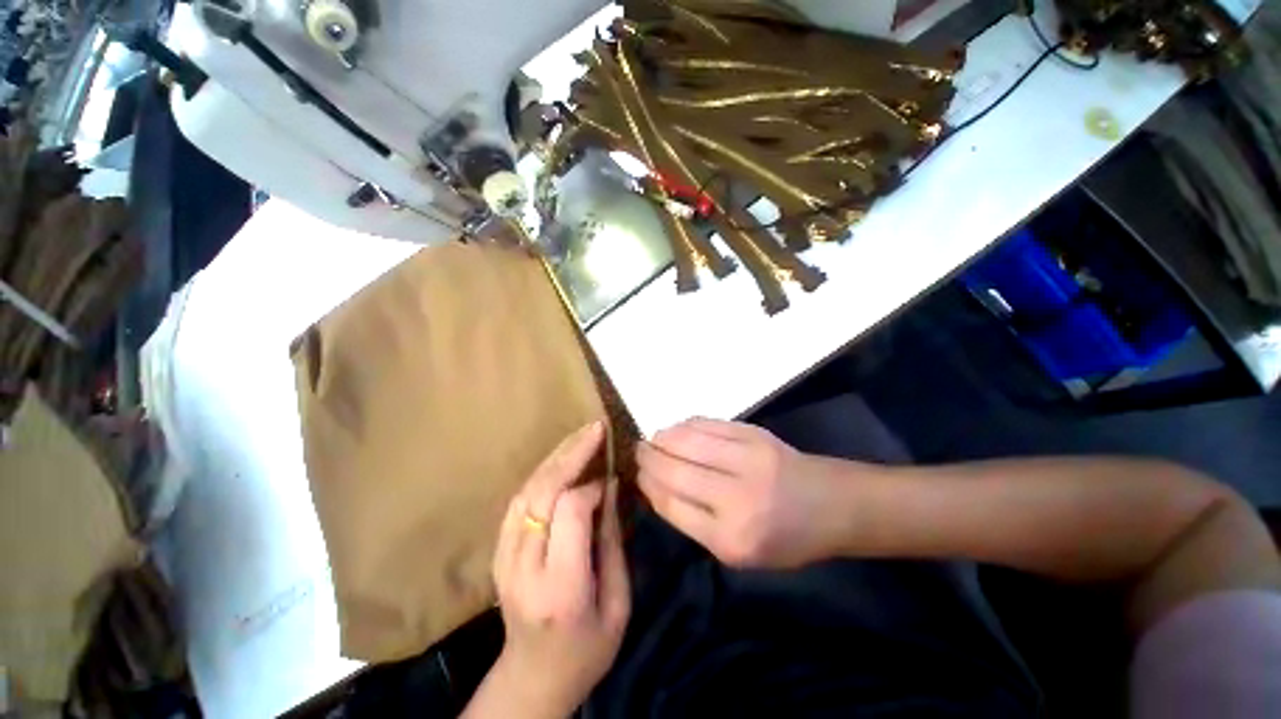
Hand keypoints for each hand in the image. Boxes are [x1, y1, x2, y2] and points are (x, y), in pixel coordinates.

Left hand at [481, 421, 630, 717]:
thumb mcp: (618, 603)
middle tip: (594, 428)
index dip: (592, 486)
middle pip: (543, 492)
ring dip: (555, 457)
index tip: (610, 481)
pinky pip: (518, 500)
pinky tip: (558, 460)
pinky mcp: (497, 552)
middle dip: (571, 454)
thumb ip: (612, 542)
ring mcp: (504, 558)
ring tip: (579, 436)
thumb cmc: (587, 649)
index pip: (569, 511)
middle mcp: (525, 566)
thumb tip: (609, 490)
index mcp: (561, 586)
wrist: (533, 678)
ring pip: (526, 491)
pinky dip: (540, 474)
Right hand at [637, 418, 856, 568]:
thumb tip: (656, 486)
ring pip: (687, 441)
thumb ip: (695, 522)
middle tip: (638, 452)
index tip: (636, 474)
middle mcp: (736, 498)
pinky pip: (708, 424)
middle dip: (648, 458)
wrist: (832, 505)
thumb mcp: (739, 553)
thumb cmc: (785, 539)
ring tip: (653, 439)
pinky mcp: (754, 434)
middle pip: (674, 470)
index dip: (647, 485)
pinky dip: (685, 425)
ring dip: (662, 437)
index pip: (671, 504)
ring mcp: (747, 460)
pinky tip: (678, 429)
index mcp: (730, 539)